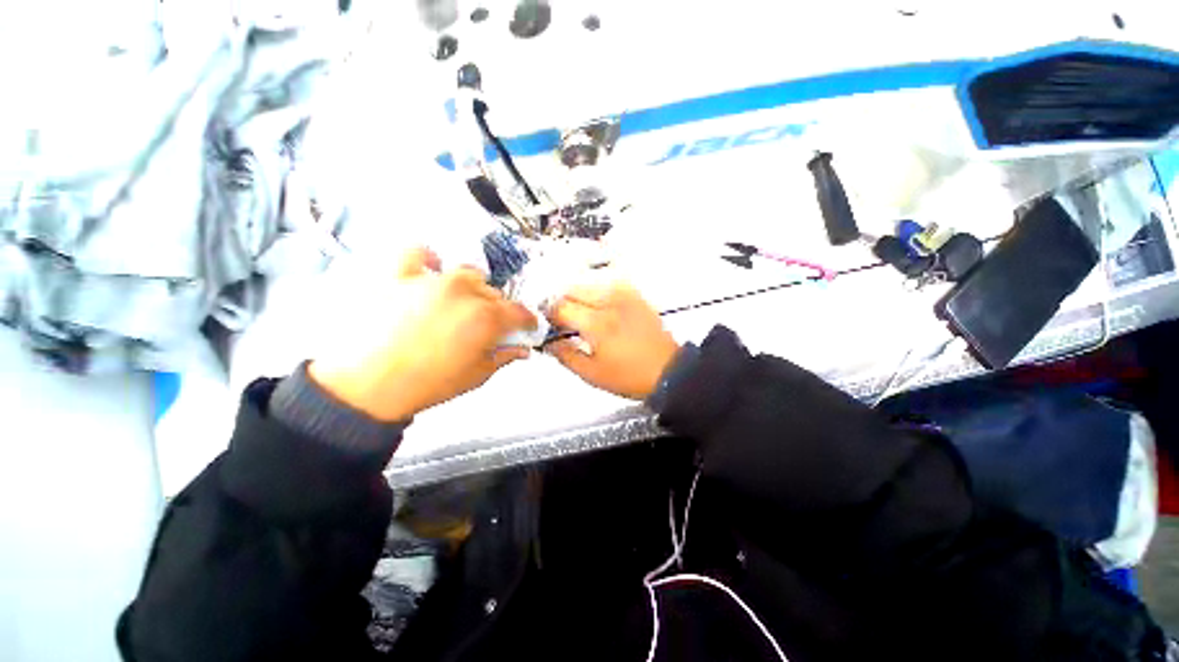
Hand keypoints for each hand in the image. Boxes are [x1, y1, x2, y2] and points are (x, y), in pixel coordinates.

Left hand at [308, 248, 536, 421]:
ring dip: (473, 288)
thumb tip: (521, 350)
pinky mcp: (402, 277)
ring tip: (464, 304)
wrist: (366, 387)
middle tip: (490, 326)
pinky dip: (429, 259)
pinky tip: (432, 267)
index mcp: (487, 318)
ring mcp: (432, 281)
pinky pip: (418, 254)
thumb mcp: (476, 376)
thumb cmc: (425, 384)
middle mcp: (464, 293)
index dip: (528, 320)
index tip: (527, 325)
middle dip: (498, 310)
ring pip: (467, 274)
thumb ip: (504, 357)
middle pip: (495, 293)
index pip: (520, 312)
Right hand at [546, 281, 679, 399]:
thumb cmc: (628, 376)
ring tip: (578, 312)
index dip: (548, 314)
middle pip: (571, 289)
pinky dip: (594, 290)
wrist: (668, 370)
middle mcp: (608, 302)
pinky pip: (606, 282)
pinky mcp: (634, 293)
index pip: (560, 307)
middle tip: (560, 319)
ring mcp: (623, 294)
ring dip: (576, 295)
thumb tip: (547, 342)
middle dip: (560, 302)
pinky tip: (595, 304)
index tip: (547, 324)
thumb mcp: (592, 374)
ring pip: (587, 282)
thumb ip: (565, 355)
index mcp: (596, 324)